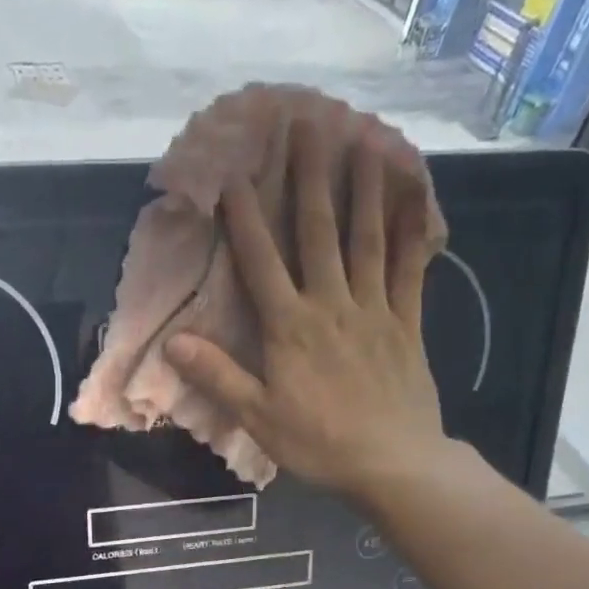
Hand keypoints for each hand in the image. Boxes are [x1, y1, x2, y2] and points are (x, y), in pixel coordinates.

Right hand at [165, 118, 454, 503]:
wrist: (392, 463)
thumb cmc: (318, 443)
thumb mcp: (256, 417)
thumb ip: (217, 375)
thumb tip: (173, 342)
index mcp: (289, 328)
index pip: (261, 262)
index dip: (245, 218)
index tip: (235, 175)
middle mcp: (331, 305)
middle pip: (317, 233)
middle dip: (309, 178)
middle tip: (307, 125)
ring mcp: (374, 310)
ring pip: (366, 239)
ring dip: (362, 189)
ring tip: (363, 140)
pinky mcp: (407, 323)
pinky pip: (411, 269)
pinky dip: (412, 231)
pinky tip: (415, 197)